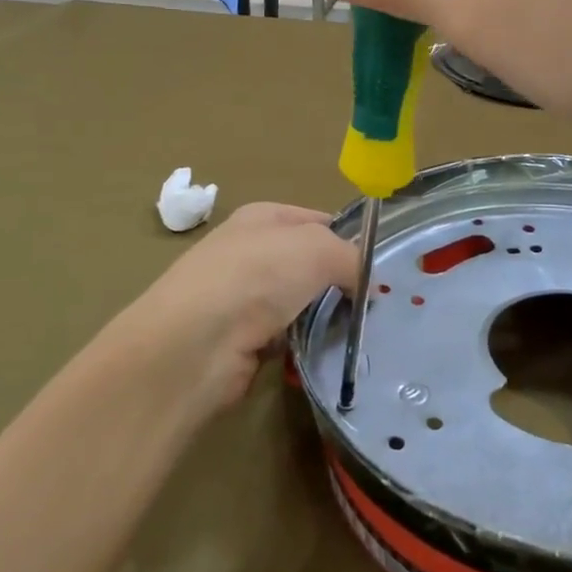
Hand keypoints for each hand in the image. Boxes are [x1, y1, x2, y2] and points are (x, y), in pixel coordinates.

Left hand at [86, 203, 357, 423]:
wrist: (195, 344)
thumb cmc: (256, 277)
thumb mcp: (317, 249)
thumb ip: (351, 257)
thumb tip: (367, 283)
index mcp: (263, 218)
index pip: (318, 221)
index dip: (349, 240)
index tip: (377, 268)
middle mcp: (251, 252)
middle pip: (311, 265)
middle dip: (341, 283)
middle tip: (373, 304)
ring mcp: (244, 298)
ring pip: (302, 303)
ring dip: (326, 317)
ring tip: (354, 331)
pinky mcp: (243, 340)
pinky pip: (290, 338)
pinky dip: (306, 345)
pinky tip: (323, 353)